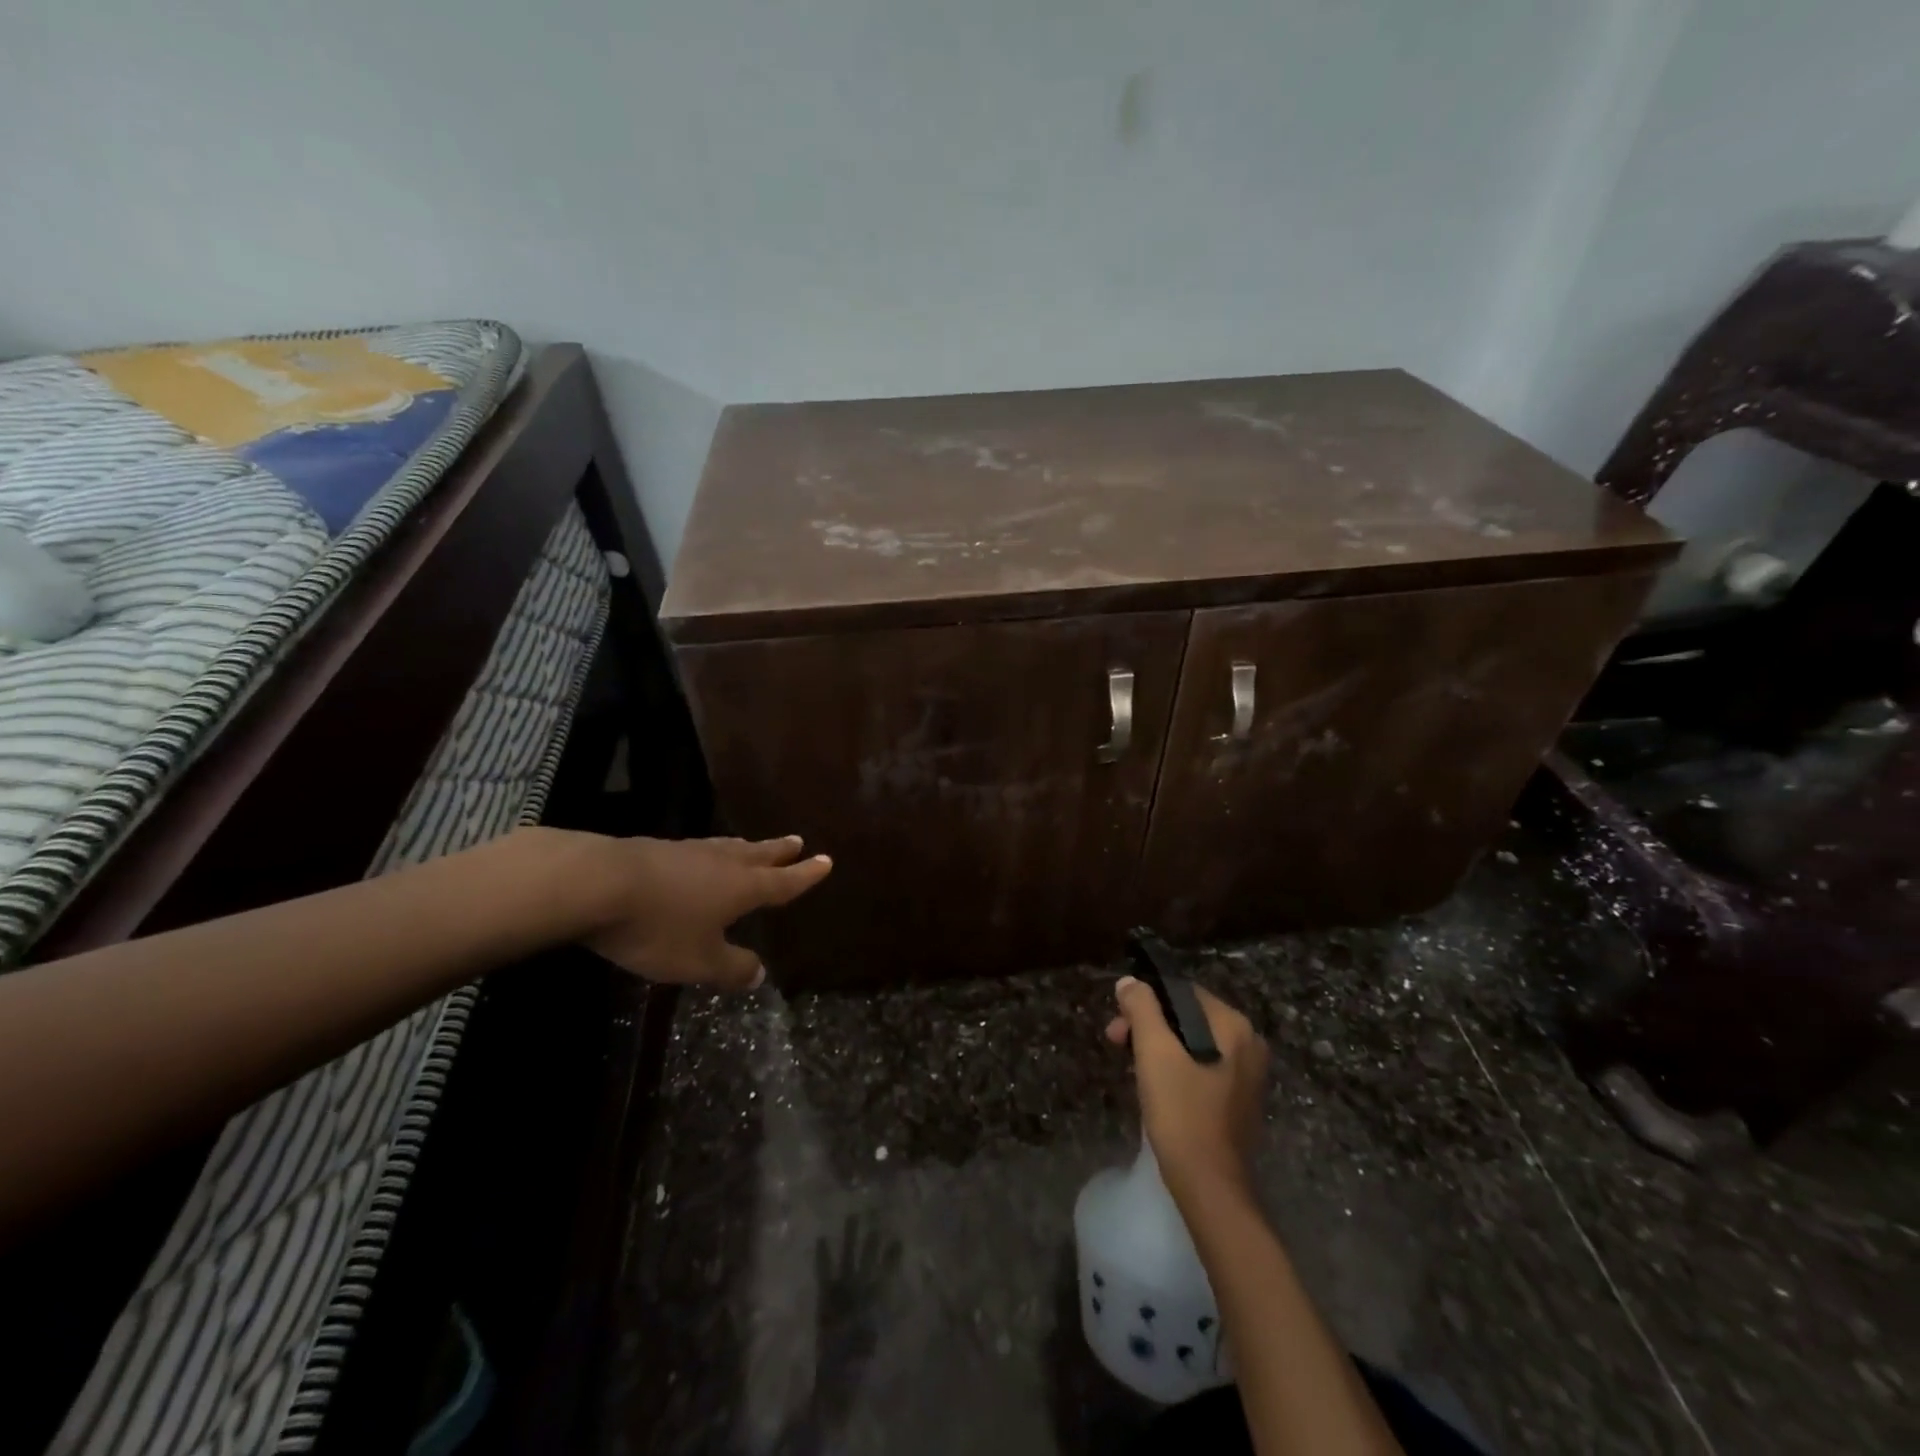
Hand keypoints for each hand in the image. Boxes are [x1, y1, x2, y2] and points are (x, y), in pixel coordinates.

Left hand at [576, 833, 831, 988]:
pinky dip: (712, 852)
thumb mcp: (698, 961)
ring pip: (728, 848)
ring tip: (755, 846)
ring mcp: (689, 852)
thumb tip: (760, 974)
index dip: (805, 875)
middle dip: (780, 851)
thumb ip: (731, 968)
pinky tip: (700, 856)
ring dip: (747, 848)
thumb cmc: (659, 926)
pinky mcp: (658, 849)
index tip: (826, 860)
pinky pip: (699, 849)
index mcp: (742, 888)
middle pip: (759, 855)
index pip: (783, 882)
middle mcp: (722, 863)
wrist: (599, 884)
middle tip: (798, 841)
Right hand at [1106, 977, 1267, 1200]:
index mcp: (1234, 1026)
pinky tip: (1155, 1084)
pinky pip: (1203, 1066)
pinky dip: (1176, 1066)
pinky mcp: (1239, 1100)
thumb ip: (1141, 1008)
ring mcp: (1248, 1074)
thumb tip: (1130, 982)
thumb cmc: (1181, 1112)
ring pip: (1193, 1042)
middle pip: (1188, 1016)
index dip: (1146, 1000)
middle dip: (1149, 1024)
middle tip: (1116, 1041)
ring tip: (1130, 1064)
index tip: (1118, 1021)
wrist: (1210, 1186)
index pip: (1182, 991)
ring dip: (1158, 1045)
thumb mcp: (1154, 1053)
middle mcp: (1249, 1044)